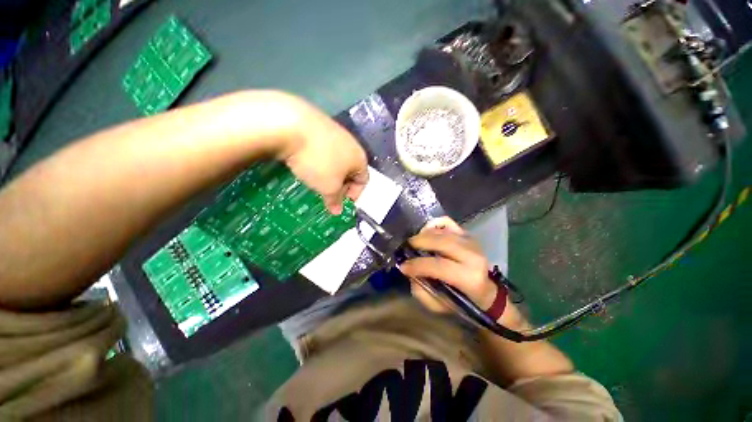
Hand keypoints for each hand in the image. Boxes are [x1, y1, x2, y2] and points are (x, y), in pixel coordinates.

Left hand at [274, 95, 368, 213]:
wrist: (291, 124)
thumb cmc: (318, 162)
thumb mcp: (328, 187)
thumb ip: (335, 200)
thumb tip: (337, 212)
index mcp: (359, 158)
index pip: (363, 181)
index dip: (354, 195)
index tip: (340, 203)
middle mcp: (351, 144)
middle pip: (350, 170)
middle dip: (341, 185)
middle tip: (327, 194)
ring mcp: (335, 132)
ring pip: (336, 160)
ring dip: (329, 173)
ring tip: (315, 180)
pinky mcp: (319, 125)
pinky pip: (324, 149)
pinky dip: (319, 160)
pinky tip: (306, 163)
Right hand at [400, 217, 498, 312]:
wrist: (486, 291)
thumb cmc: (462, 300)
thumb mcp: (440, 306)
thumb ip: (422, 291)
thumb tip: (409, 272)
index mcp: (469, 278)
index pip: (438, 266)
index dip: (417, 265)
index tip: (403, 266)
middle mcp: (473, 256)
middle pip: (441, 242)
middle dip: (419, 242)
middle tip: (406, 247)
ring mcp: (471, 241)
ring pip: (442, 232)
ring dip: (424, 235)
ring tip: (414, 243)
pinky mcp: (467, 233)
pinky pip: (446, 222)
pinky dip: (433, 225)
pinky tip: (426, 233)